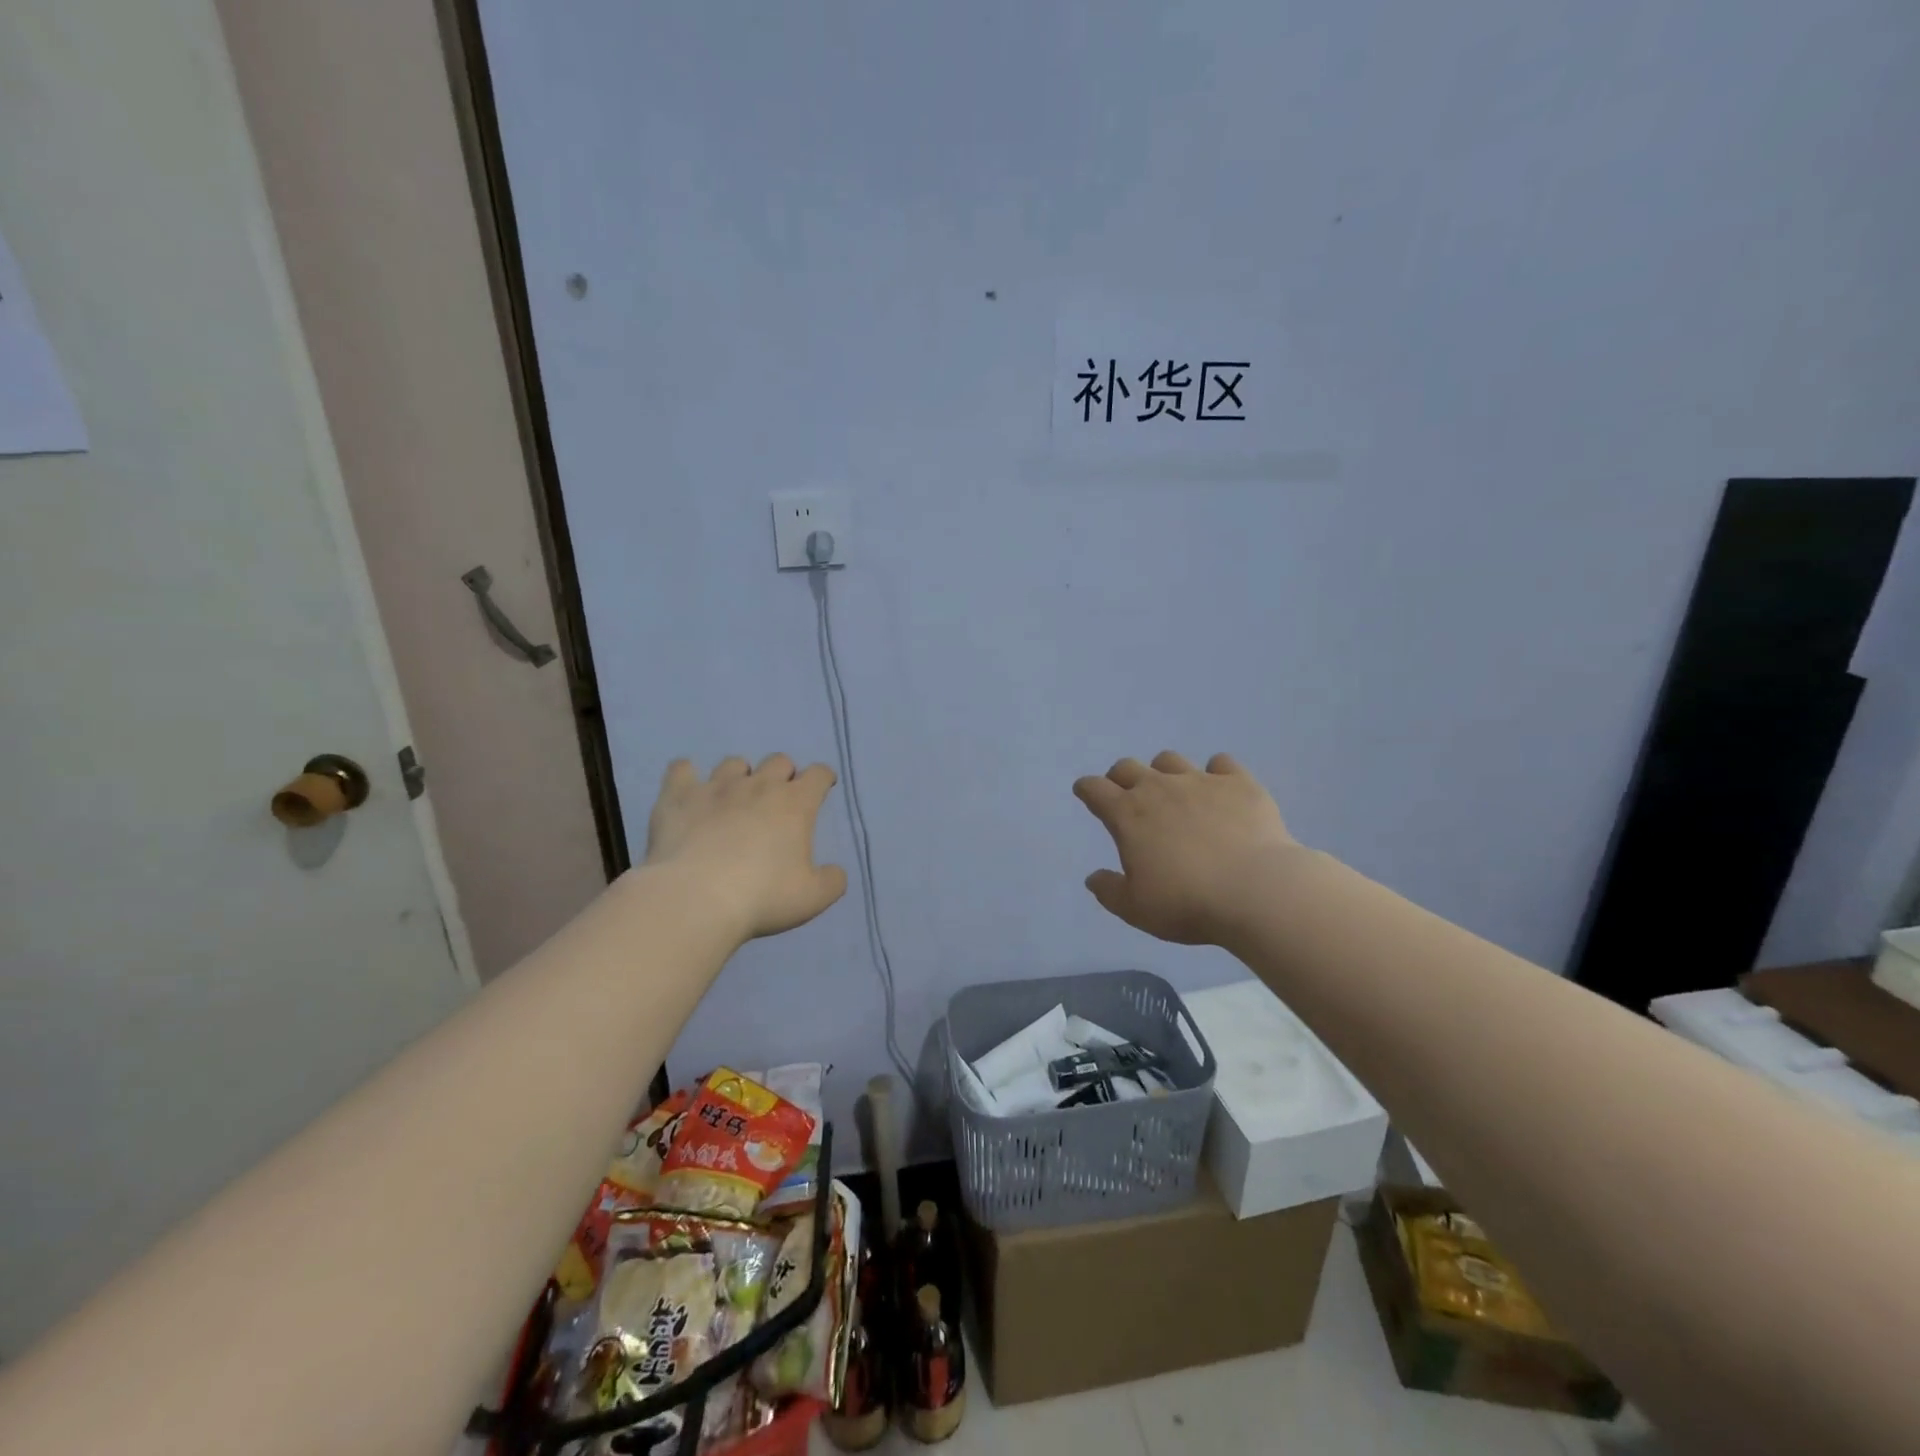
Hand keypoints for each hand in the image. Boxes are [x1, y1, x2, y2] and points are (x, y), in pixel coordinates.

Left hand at [645, 755, 847, 940]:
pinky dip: (687, 775)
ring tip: (734, 797)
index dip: (823, 778)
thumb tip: (835, 872)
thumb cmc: (762, 897)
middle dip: (783, 774)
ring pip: (733, 763)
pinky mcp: (678, 796)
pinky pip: (681, 769)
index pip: (818, 774)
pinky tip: (688, 789)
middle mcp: (758, 785)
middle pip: (778, 760)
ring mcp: (716, 787)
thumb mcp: (813, 898)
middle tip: (778, 799)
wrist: (695, 899)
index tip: (823, 787)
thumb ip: (832, 881)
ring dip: (740, 775)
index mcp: (795, 804)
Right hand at [1073, 751, 1297, 944]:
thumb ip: (1109, 891)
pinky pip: (1221, 763)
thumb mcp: (1136, 909)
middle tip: (1126, 794)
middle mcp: (1159, 788)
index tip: (1085, 793)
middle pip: (1128, 767)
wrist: (1256, 891)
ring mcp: (1200, 781)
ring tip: (1173, 791)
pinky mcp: (1239, 783)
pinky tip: (1220, 788)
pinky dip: (1216, 772)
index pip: (1094, 789)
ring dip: (1163, 772)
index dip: (1086, 789)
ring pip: (1170, 760)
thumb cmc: (1187, 903)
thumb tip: (1093, 878)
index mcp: (1127, 815)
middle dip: (1120, 777)